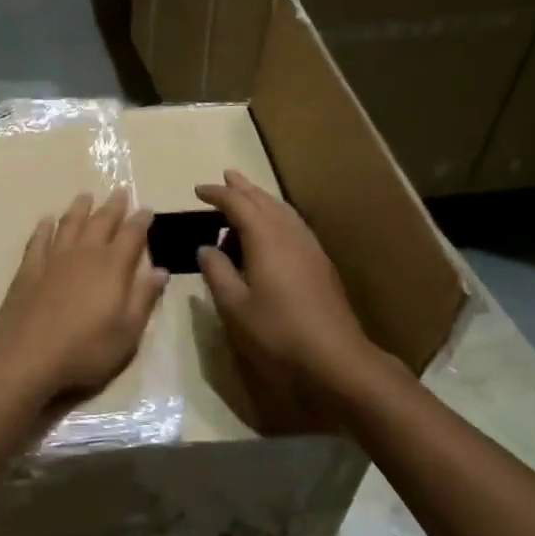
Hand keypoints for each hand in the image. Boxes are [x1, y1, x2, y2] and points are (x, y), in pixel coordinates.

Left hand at [0, 190, 167, 405]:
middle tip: (121, 191)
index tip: (147, 209)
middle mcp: (85, 253)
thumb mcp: (127, 332)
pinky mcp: (29, 267)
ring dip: (80, 208)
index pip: (132, 235)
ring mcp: (54, 258)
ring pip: (70, 223)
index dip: (141, 220)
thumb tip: (161, 270)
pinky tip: (46, 220)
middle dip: (113, 206)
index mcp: (113, 267)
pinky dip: (45, 227)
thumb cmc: (86, 349)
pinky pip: (39, 239)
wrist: (28, 355)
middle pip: (102, 221)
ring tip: (86, 196)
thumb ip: (144, 298)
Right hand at [195, 171, 377, 425]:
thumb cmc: (278, 332)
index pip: (237, 203)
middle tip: (225, 177)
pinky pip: (293, 225)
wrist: (336, 359)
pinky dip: (276, 217)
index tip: (198, 191)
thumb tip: (205, 247)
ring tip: (247, 196)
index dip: (217, 194)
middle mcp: (289, 232)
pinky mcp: (320, 263)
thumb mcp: (234, 306)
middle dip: (243, 188)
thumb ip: (217, 272)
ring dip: (262, 199)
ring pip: (282, 210)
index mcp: (265, 237)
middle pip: (263, 199)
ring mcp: (309, 246)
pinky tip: (273, 231)